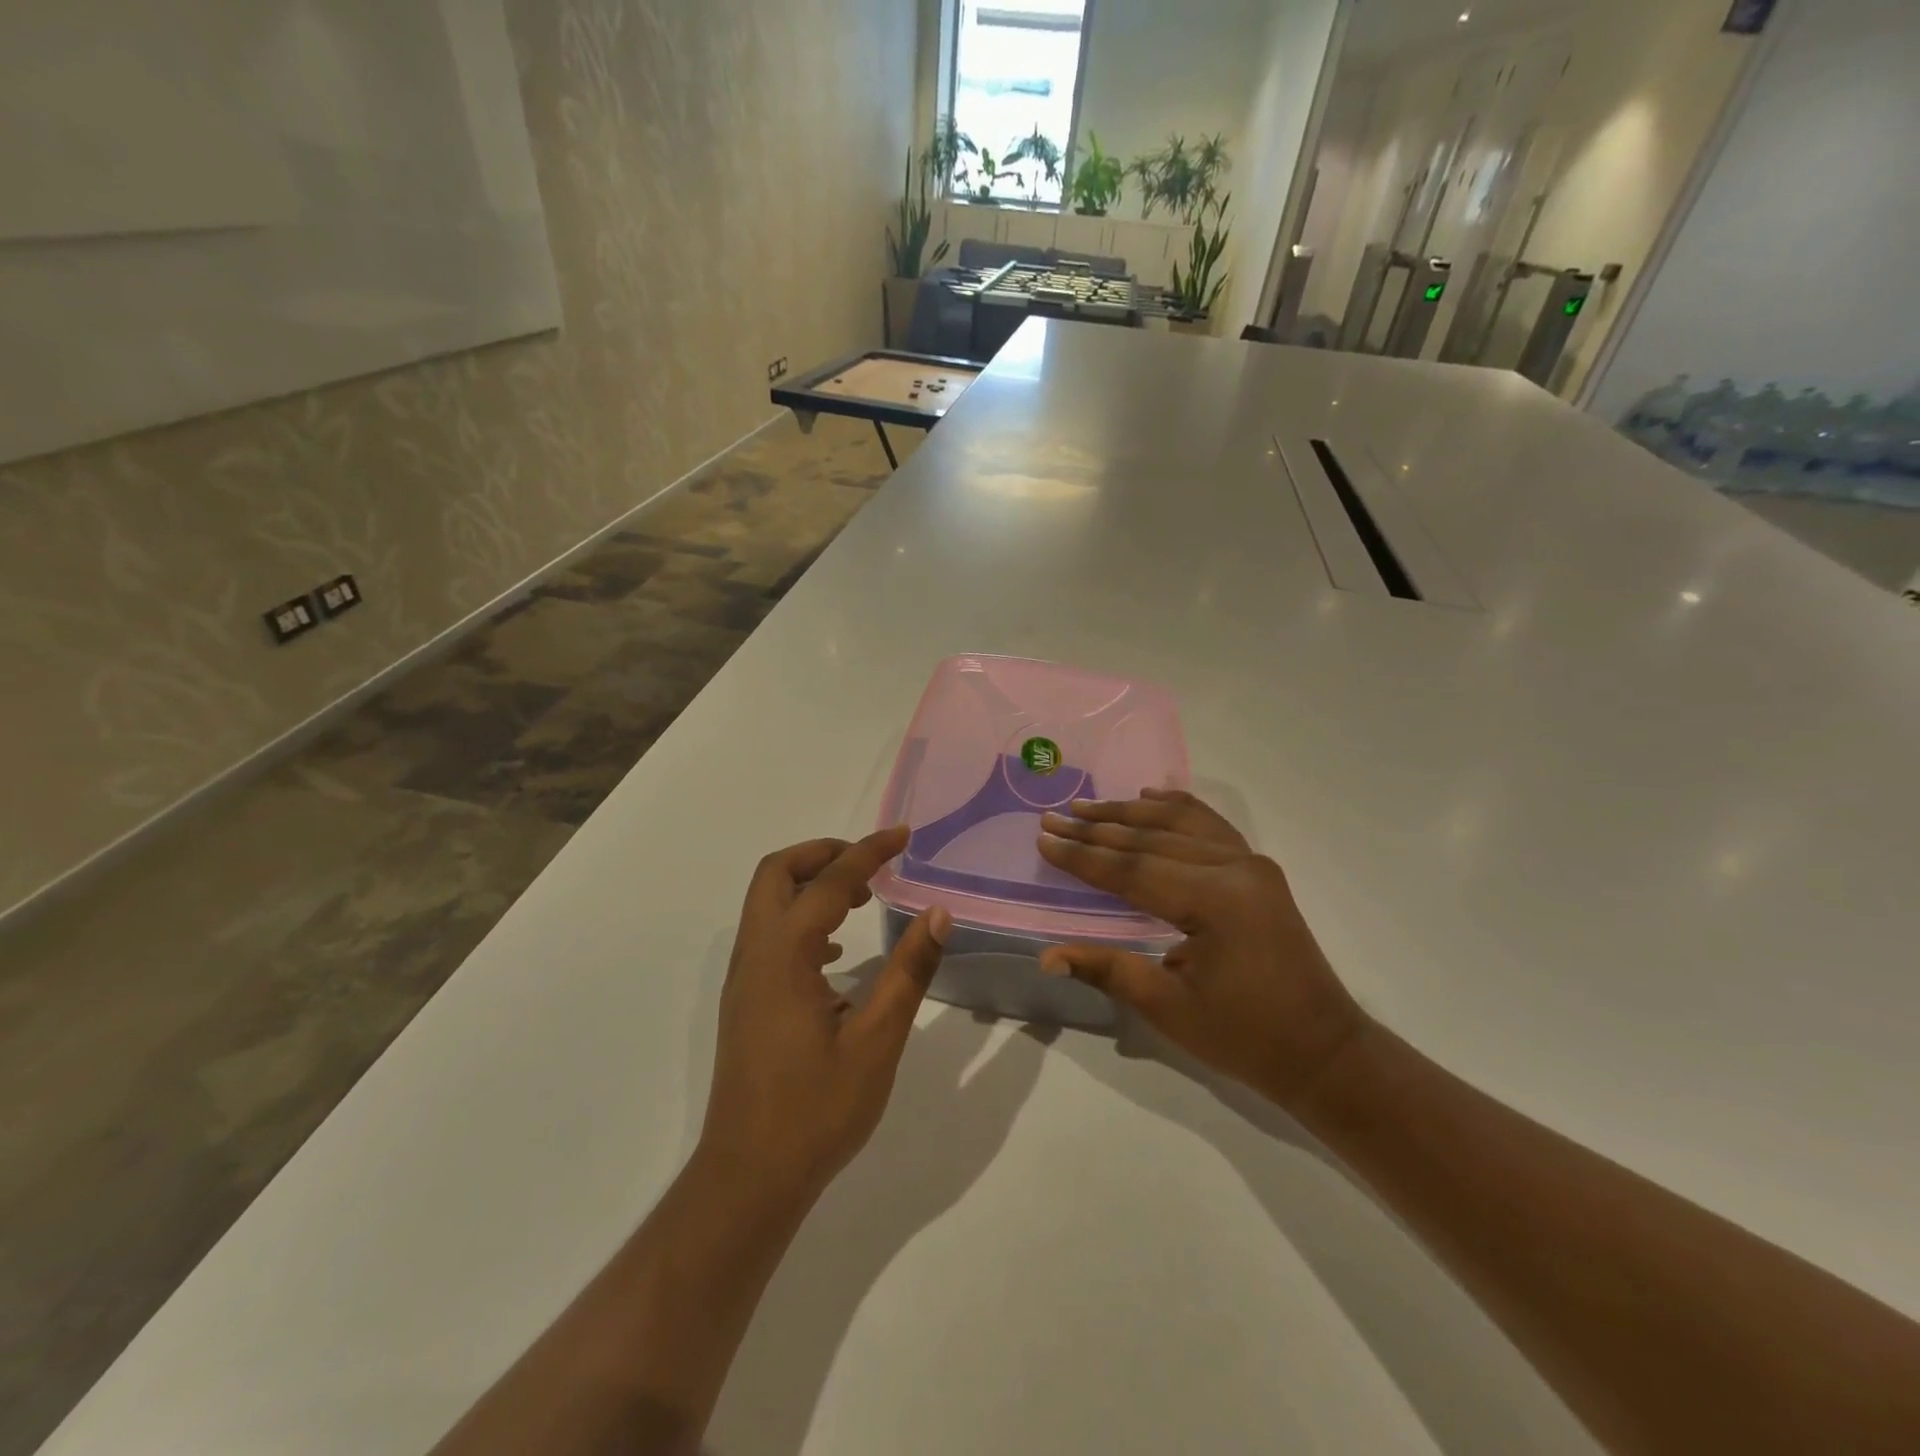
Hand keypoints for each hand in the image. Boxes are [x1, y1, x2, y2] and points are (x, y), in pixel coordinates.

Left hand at [700, 827, 950, 1208]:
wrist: (749, 1179)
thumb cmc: (817, 1111)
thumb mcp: (877, 1040)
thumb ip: (909, 971)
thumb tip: (937, 914)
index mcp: (785, 956)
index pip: (829, 882)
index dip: (869, 851)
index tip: (904, 835)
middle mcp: (755, 956)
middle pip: (776, 873)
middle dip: (823, 853)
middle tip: (871, 861)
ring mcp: (744, 979)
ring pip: (767, 902)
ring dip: (811, 884)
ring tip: (861, 897)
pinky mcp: (745, 1002)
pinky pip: (768, 934)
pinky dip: (801, 918)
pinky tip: (836, 953)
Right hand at [1035, 789, 1365, 1109]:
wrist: (1323, 1050)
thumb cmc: (1245, 1036)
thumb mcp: (1170, 1009)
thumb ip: (1109, 970)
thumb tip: (1047, 956)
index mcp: (1215, 901)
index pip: (1132, 870)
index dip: (1084, 857)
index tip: (1045, 838)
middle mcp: (1235, 868)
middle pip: (1152, 839)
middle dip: (1098, 829)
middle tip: (1055, 815)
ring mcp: (1251, 863)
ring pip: (1180, 823)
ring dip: (1130, 813)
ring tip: (1087, 805)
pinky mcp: (1258, 870)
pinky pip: (1210, 826)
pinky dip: (1177, 808)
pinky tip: (1151, 797)